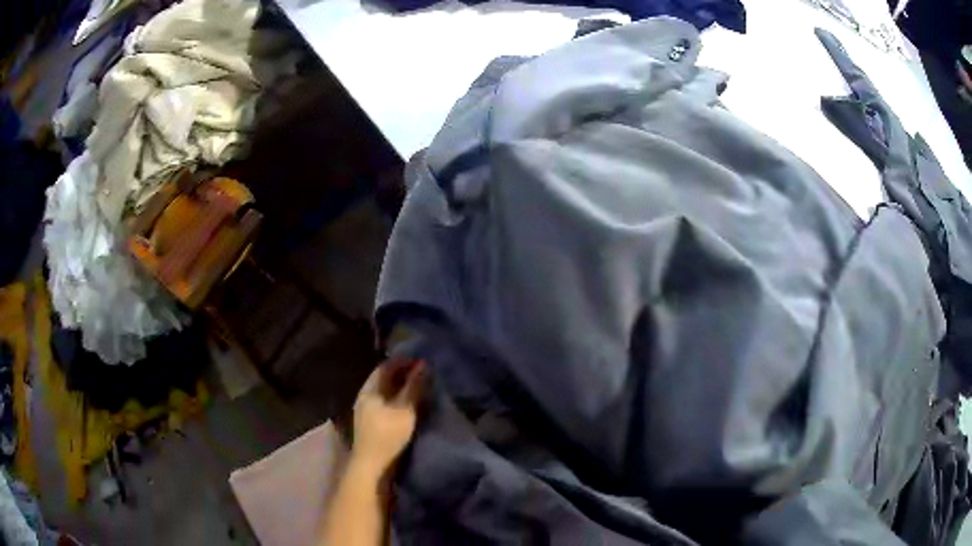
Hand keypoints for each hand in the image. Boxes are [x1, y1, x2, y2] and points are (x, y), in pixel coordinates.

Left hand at [351, 358, 426, 476]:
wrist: (372, 466)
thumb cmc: (388, 435)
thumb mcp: (405, 410)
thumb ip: (413, 387)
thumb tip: (423, 364)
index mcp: (369, 390)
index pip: (385, 367)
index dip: (403, 361)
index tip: (421, 360)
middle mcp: (365, 397)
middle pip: (384, 379)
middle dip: (403, 374)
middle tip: (423, 373)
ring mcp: (366, 411)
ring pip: (385, 392)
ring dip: (401, 387)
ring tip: (419, 387)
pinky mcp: (371, 424)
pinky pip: (385, 403)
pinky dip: (398, 399)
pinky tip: (409, 404)